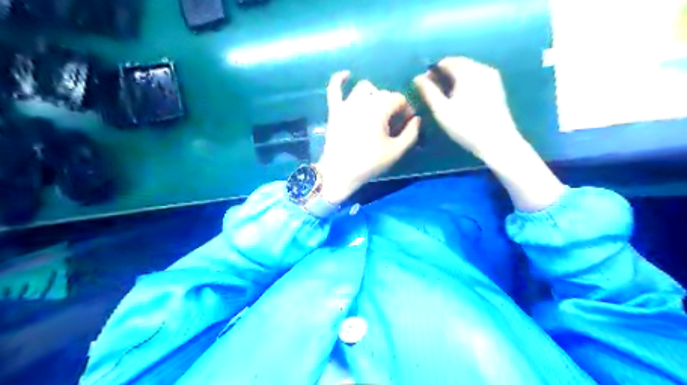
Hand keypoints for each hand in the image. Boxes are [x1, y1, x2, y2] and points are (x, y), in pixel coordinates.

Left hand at [316, 71, 418, 205]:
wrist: (339, 173)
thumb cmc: (369, 163)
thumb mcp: (396, 151)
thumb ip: (411, 134)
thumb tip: (417, 119)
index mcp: (379, 109)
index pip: (398, 99)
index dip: (406, 110)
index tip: (407, 124)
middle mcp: (363, 101)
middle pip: (383, 94)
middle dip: (391, 105)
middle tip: (393, 124)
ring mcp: (346, 104)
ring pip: (363, 88)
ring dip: (374, 94)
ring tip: (377, 108)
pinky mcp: (334, 110)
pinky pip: (333, 89)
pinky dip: (339, 79)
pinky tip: (346, 75)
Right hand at [415, 57, 560, 211]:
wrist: (497, 141)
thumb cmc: (466, 126)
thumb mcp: (442, 110)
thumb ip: (428, 91)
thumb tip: (417, 78)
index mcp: (468, 72)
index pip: (446, 62)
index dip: (432, 71)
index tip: (423, 84)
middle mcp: (482, 69)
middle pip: (458, 64)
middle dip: (444, 74)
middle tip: (432, 90)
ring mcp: (492, 78)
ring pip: (468, 71)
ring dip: (454, 78)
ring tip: (444, 95)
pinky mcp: (497, 88)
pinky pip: (477, 78)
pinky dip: (465, 83)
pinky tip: (460, 98)